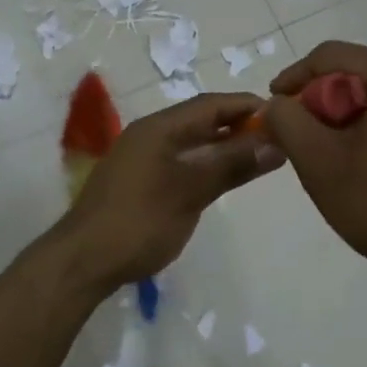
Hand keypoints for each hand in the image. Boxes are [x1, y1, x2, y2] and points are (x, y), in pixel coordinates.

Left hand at [50, 92, 283, 294]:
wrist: (83, 261)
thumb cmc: (139, 221)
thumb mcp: (190, 191)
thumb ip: (231, 165)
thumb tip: (275, 143)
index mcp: (158, 128)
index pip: (210, 105)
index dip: (246, 106)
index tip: (283, 114)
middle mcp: (149, 136)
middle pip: (201, 121)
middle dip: (238, 126)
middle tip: (278, 137)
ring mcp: (143, 159)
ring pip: (191, 143)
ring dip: (223, 147)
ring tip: (260, 156)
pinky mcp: (141, 182)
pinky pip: (181, 162)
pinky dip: (206, 164)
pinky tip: (225, 177)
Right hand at [265, 41, 366, 298]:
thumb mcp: (322, 164)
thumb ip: (287, 122)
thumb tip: (277, 104)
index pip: (331, 56)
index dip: (294, 78)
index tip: (273, 107)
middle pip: (362, 76)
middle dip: (327, 106)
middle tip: (305, 143)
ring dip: (355, 121)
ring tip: (339, 162)